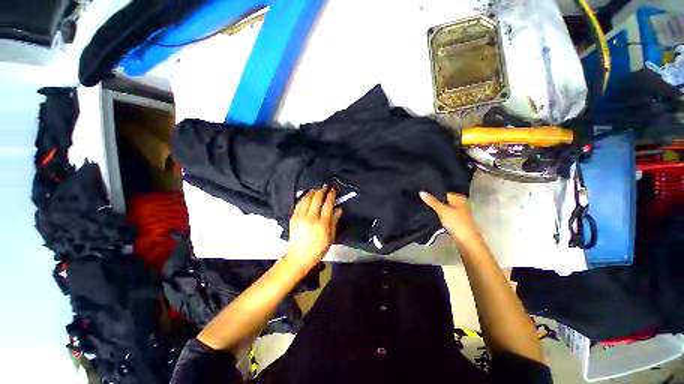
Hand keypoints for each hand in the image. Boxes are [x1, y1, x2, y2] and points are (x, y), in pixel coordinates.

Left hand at [286, 186, 342, 267]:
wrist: (299, 257)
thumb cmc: (317, 249)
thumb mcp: (330, 237)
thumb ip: (334, 221)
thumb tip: (339, 209)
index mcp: (322, 224)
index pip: (328, 204)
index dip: (331, 195)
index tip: (333, 190)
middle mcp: (311, 218)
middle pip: (317, 198)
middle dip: (322, 190)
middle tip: (326, 187)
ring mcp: (301, 217)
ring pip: (307, 198)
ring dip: (313, 191)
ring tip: (317, 189)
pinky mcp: (293, 218)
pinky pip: (299, 203)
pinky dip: (304, 197)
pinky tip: (307, 196)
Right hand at [420, 191, 480, 245]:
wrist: (466, 241)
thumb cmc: (456, 223)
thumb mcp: (442, 210)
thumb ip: (432, 201)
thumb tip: (421, 192)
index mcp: (459, 198)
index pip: (443, 192)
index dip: (433, 193)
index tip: (422, 194)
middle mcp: (460, 204)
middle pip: (443, 200)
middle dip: (434, 201)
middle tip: (421, 200)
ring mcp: (458, 213)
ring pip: (444, 208)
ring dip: (436, 209)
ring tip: (424, 207)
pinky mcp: (456, 221)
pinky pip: (445, 215)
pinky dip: (439, 215)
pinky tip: (431, 215)